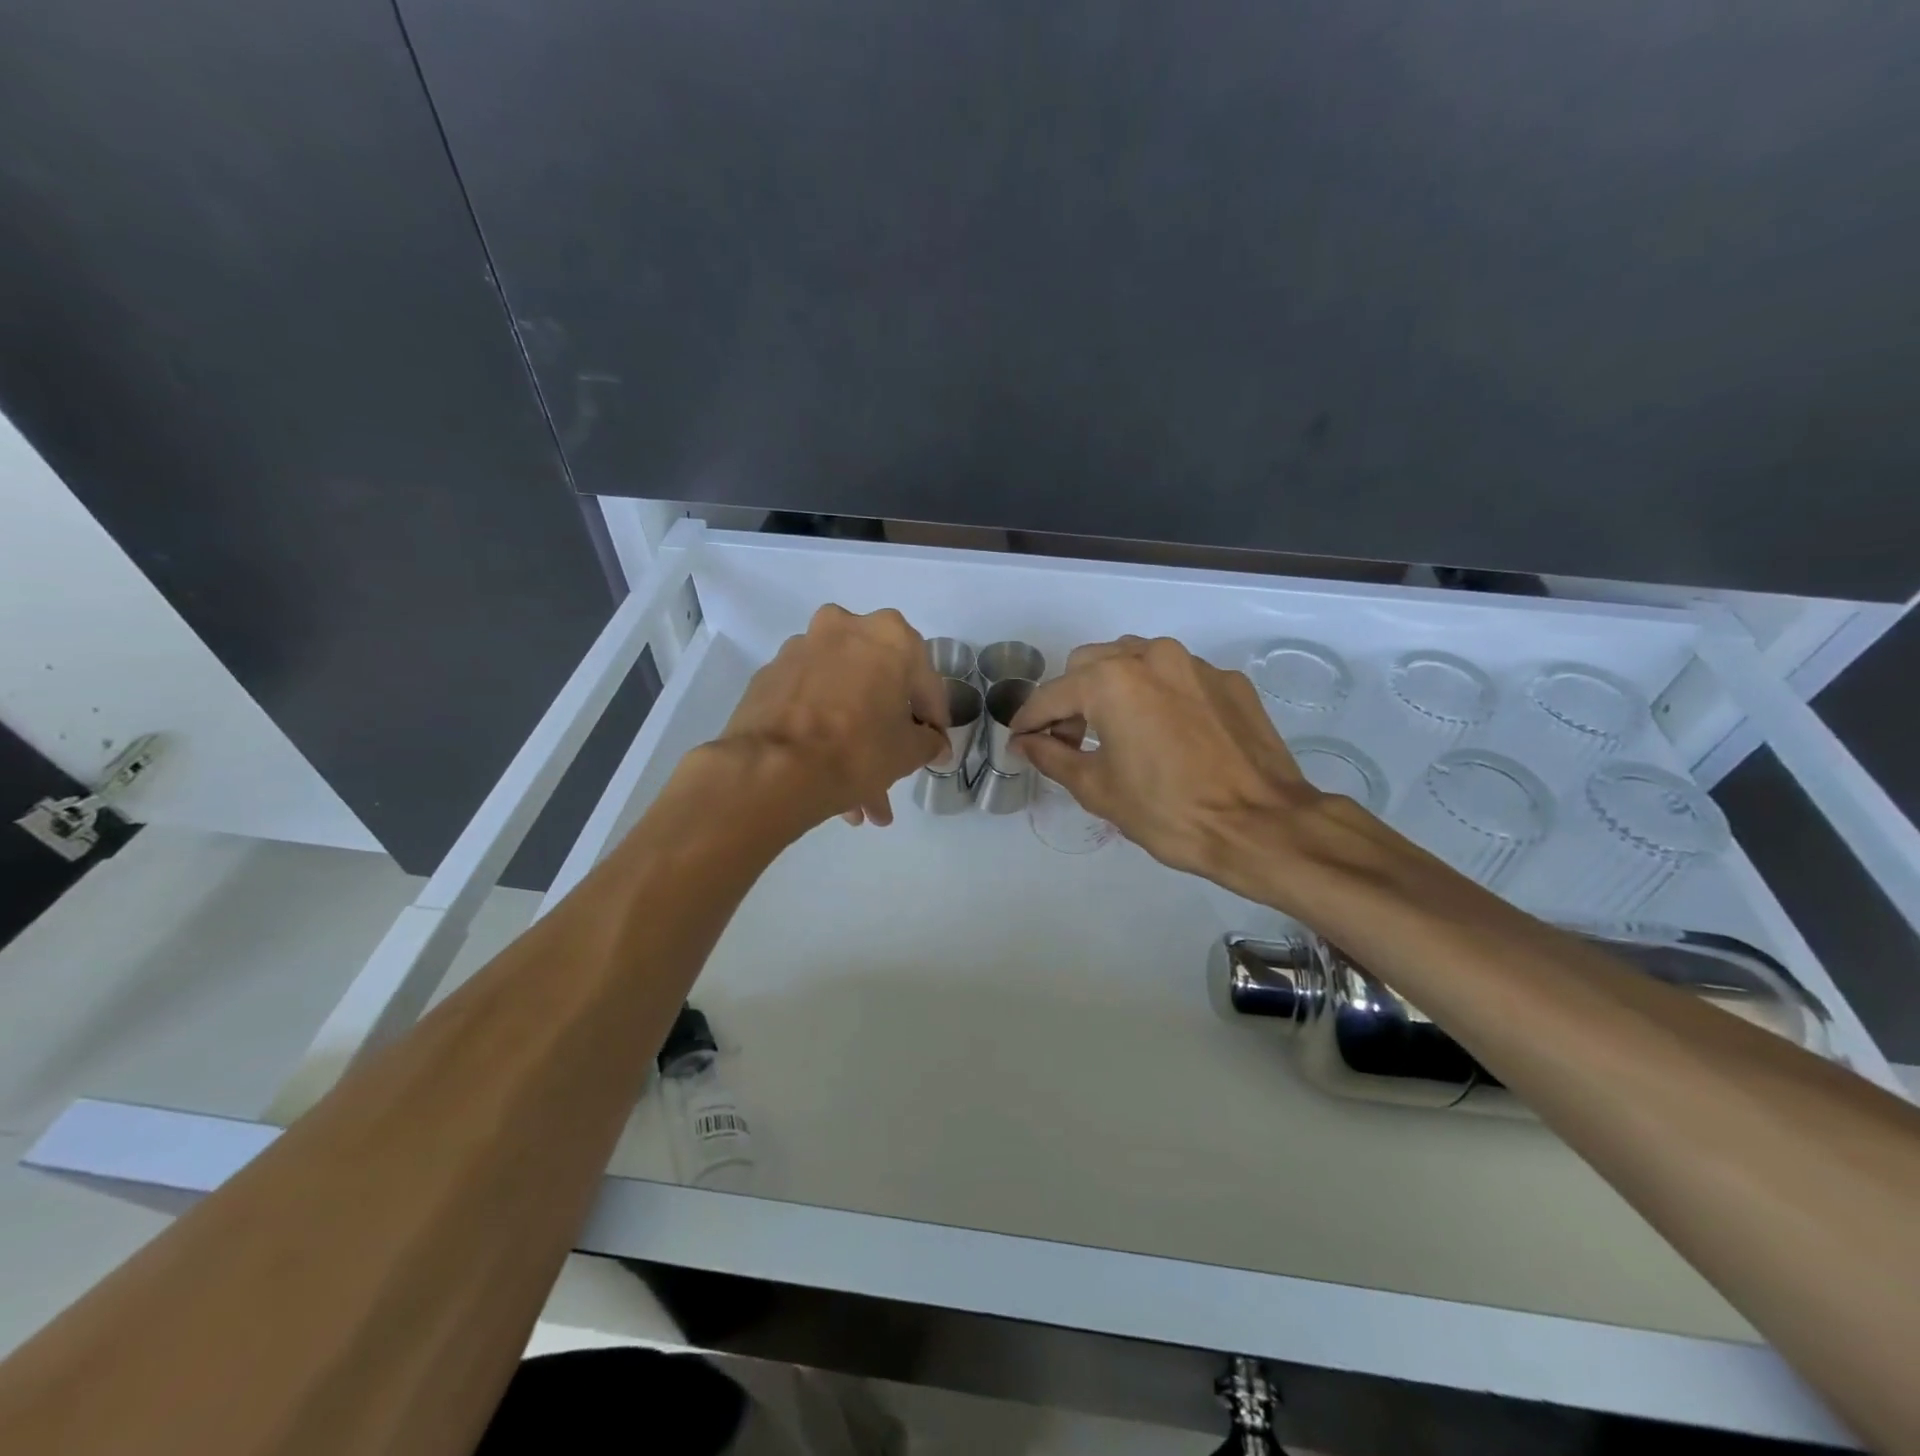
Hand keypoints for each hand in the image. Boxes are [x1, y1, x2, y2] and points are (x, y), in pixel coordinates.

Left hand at [715, 605, 949, 828]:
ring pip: (841, 696)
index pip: (925, 681)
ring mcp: (801, 649)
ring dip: (853, 739)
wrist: (773, 769)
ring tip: (858, 797)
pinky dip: (821, 732)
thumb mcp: (909, 752)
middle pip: (877, 684)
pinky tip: (825, 776)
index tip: (934, 746)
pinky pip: (810, 704)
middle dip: (886, 731)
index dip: (934, 719)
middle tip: (894, 766)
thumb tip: (933, 744)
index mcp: (889, 635)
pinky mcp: (769, 676)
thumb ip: (929, 742)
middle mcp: (844, 628)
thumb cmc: (857, 749)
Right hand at [1008, 636, 1345, 907]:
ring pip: (1134, 660)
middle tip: (1069, 740)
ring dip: (1112, 688)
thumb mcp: (1098, 789)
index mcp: (1112, 681)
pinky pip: (1176, 676)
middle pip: (1090, 664)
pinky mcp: (1228, 680)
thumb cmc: (1169, 812)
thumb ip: (1052, 756)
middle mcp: (1151, 656)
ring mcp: (1195, 664)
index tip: (1019, 740)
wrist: (1262, 827)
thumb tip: (1024, 742)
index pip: (1052, 694)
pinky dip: (1157, 695)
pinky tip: (1165, 733)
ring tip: (1116, 731)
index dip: (1029, 719)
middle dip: (1071, 699)